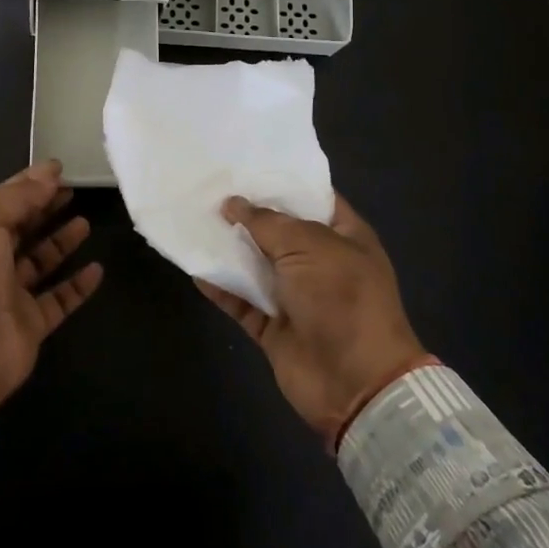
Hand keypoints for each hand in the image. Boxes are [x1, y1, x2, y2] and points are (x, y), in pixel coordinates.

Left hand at [0, 161, 103, 404]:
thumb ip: (18, 196)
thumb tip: (49, 173)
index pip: (6, 201)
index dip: (30, 183)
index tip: (59, 169)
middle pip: (24, 228)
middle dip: (46, 208)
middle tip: (74, 191)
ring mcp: (12, 294)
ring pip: (42, 262)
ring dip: (62, 242)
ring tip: (85, 223)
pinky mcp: (32, 323)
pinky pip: (60, 299)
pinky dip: (78, 285)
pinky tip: (97, 269)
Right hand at [201, 194, 427, 441]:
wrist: (354, 383)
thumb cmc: (341, 297)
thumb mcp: (308, 246)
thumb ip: (267, 222)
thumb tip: (232, 203)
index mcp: (345, 237)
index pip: (314, 198)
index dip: (283, 183)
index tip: (247, 165)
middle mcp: (321, 263)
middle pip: (278, 231)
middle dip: (248, 213)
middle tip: (209, 188)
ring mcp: (296, 296)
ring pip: (256, 265)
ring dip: (229, 248)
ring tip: (194, 220)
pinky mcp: (273, 326)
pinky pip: (242, 301)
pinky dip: (221, 287)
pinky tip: (196, 267)